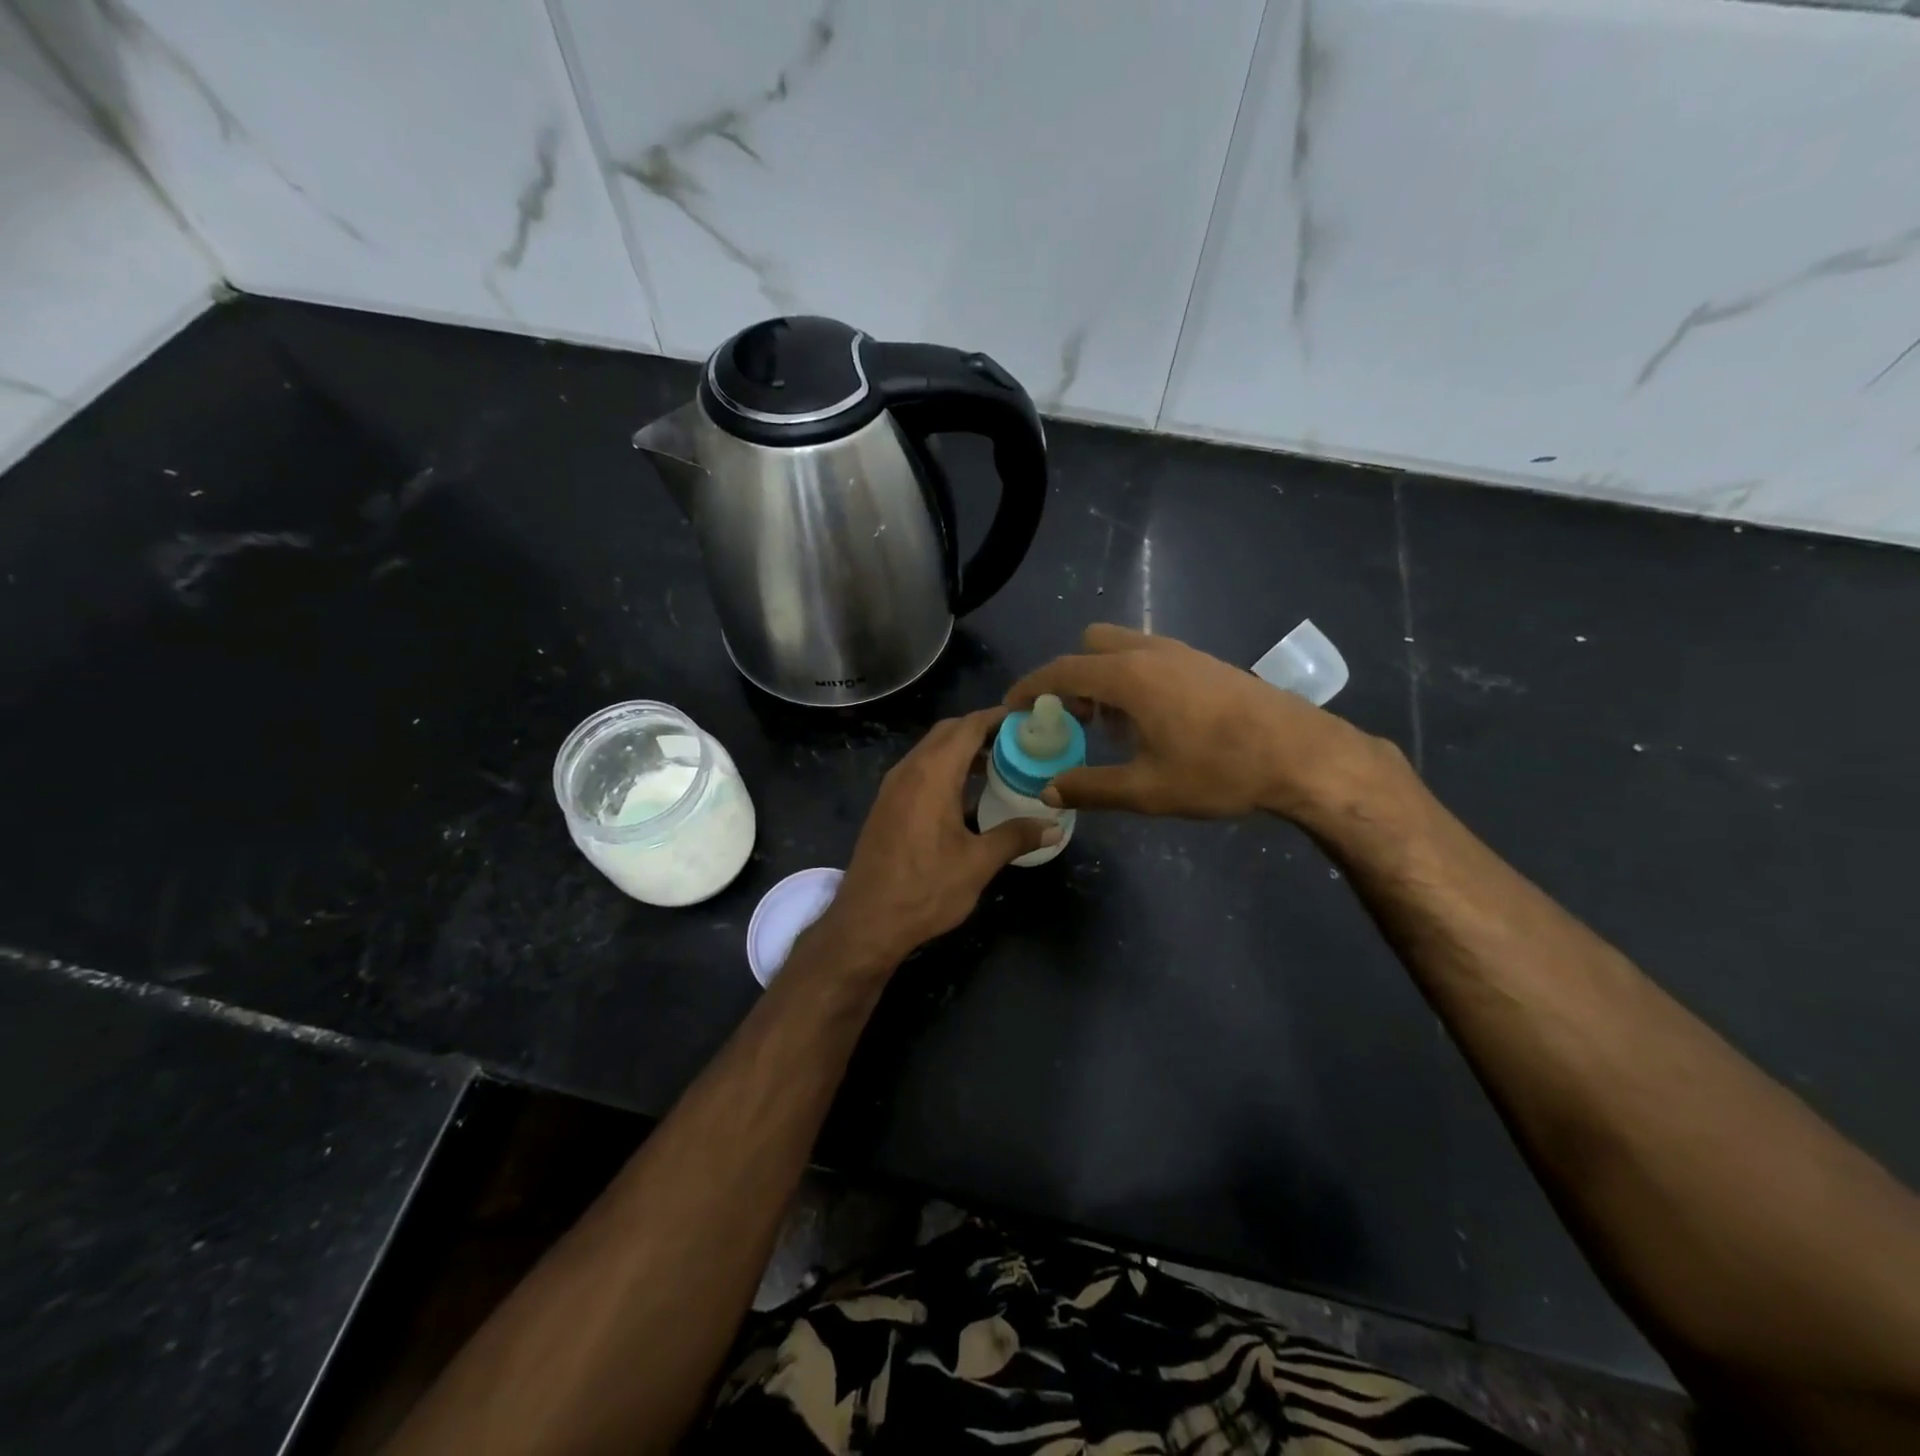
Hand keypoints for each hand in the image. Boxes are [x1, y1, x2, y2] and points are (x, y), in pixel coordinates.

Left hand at [811, 708, 1056, 969]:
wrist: (867, 922)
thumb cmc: (925, 889)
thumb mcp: (978, 864)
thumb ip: (1016, 837)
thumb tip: (1053, 827)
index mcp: (932, 774)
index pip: (968, 726)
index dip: (998, 717)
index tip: (1026, 719)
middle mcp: (909, 770)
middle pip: (947, 732)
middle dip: (981, 730)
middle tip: (1017, 742)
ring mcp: (893, 787)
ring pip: (931, 751)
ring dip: (961, 750)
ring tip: (999, 764)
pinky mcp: (886, 805)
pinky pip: (919, 770)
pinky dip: (945, 768)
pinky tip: (966, 794)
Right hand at [1004, 623, 1394, 822]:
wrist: (1303, 755)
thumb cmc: (1219, 771)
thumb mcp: (1147, 790)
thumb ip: (1090, 787)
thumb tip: (1049, 790)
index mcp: (1129, 676)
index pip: (1062, 670)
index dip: (1030, 688)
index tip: (1011, 708)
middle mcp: (1150, 652)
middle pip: (1090, 646)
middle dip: (1070, 677)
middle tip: (1072, 719)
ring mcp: (1182, 653)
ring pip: (1122, 648)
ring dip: (1103, 677)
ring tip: (1111, 726)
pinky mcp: (1205, 662)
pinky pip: (1150, 657)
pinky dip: (1132, 678)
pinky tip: (1152, 722)